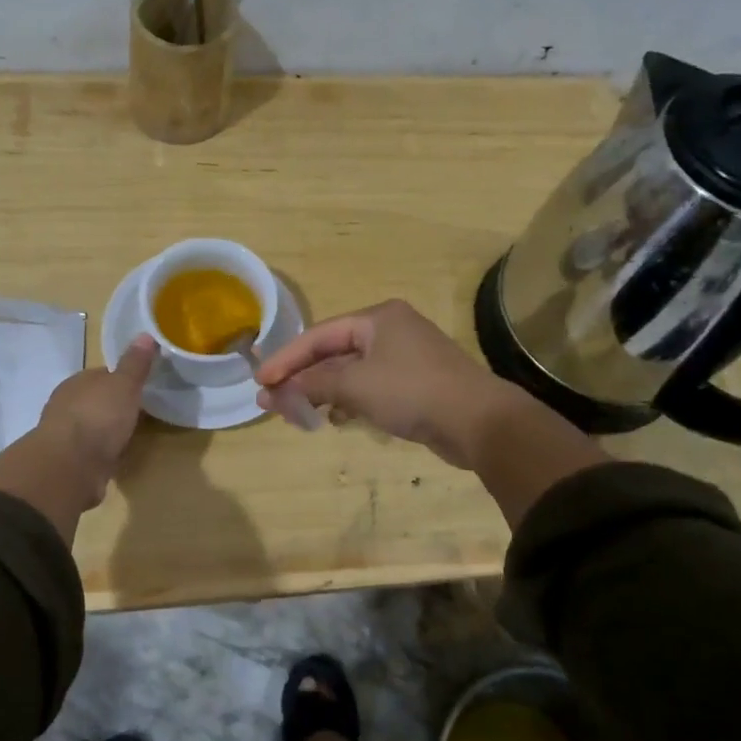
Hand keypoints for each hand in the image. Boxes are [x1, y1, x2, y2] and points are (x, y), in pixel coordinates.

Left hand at [34, 335, 157, 500]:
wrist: (70, 466)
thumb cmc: (98, 417)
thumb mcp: (124, 385)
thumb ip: (135, 364)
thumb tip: (145, 334)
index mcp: (78, 382)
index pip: (102, 375)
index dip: (122, 379)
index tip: (142, 386)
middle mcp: (67, 405)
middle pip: (96, 400)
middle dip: (114, 405)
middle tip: (141, 411)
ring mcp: (66, 435)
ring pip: (92, 427)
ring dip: (107, 431)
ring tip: (131, 435)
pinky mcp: (69, 462)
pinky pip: (91, 451)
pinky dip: (102, 452)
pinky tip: (116, 457)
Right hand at [252, 300, 524, 466]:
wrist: (479, 421)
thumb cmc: (412, 391)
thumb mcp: (355, 385)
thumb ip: (313, 384)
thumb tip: (278, 390)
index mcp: (377, 318)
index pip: (319, 335)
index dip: (287, 359)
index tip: (260, 381)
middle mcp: (390, 330)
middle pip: (333, 352)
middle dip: (303, 378)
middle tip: (273, 402)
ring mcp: (405, 358)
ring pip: (351, 372)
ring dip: (324, 392)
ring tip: (298, 414)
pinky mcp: (415, 384)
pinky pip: (370, 387)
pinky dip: (349, 400)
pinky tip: (336, 418)